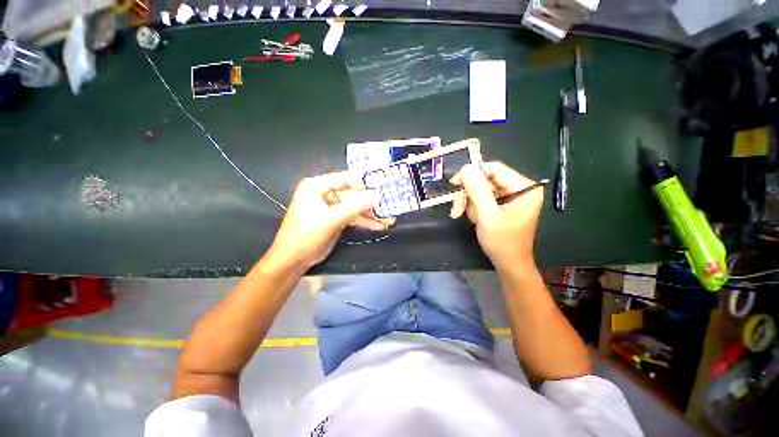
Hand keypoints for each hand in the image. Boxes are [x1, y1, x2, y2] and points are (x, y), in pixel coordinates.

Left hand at [267, 172, 394, 268]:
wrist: (293, 260)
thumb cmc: (307, 235)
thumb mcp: (331, 219)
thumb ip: (355, 206)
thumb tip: (378, 195)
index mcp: (317, 186)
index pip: (346, 179)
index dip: (364, 185)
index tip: (381, 192)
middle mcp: (325, 193)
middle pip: (353, 194)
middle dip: (371, 203)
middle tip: (389, 206)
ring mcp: (331, 207)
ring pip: (355, 207)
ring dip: (371, 214)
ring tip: (389, 219)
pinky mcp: (336, 219)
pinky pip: (353, 217)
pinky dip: (365, 221)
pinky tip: (379, 225)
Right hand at [450, 162, 543, 272]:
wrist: (508, 263)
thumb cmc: (502, 242)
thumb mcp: (487, 216)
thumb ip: (477, 191)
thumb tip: (466, 168)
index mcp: (524, 188)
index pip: (495, 169)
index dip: (473, 174)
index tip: (455, 183)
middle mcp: (519, 188)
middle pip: (486, 180)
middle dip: (469, 194)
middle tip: (456, 208)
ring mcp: (510, 196)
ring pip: (480, 189)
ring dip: (467, 201)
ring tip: (459, 214)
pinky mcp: (502, 203)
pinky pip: (482, 197)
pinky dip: (472, 206)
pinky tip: (469, 216)